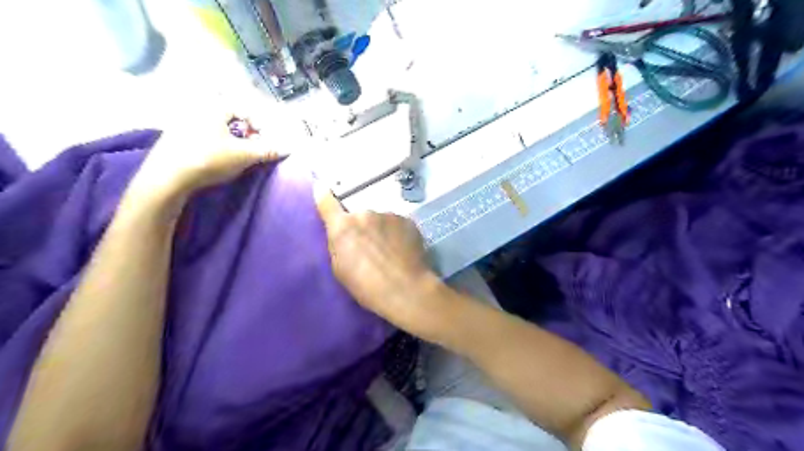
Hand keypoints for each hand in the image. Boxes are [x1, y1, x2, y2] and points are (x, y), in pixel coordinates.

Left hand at [128, 112, 284, 202]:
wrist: (166, 178)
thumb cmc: (208, 159)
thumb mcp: (244, 156)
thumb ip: (267, 151)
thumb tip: (287, 148)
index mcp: (213, 108)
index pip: (244, 109)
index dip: (259, 125)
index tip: (264, 142)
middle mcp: (196, 110)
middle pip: (230, 119)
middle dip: (245, 134)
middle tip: (251, 149)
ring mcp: (181, 124)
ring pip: (215, 128)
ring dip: (230, 140)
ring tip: (235, 157)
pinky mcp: (172, 139)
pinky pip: (201, 137)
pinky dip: (213, 145)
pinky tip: (215, 161)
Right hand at [313, 184, 441, 334]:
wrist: (405, 289)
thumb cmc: (366, 285)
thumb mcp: (340, 268)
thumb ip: (338, 243)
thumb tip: (340, 231)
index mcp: (343, 226)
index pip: (327, 203)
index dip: (323, 195)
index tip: (321, 186)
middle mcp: (365, 213)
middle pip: (360, 217)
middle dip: (363, 228)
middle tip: (370, 249)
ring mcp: (389, 215)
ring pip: (380, 220)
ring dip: (381, 230)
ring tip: (390, 253)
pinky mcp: (407, 221)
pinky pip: (397, 224)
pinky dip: (397, 234)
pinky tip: (402, 250)